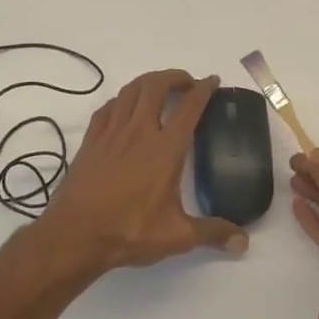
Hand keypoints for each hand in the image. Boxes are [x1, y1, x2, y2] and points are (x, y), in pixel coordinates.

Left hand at [39, 69, 247, 274]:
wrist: (75, 235)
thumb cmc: (129, 232)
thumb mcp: (177, 236)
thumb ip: (212, 233)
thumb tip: (243, 242)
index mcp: (166, 149)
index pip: (189, 108)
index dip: (203, 90)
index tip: (212, 81)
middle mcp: (139, 132)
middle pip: (156, 86)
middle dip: (174, 77)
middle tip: (187, 83)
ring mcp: (111, 133)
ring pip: (130, 91)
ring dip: (148, 82)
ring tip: (159, 88)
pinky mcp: (91, 141)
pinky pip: (107, 108)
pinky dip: (121, 100)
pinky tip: (124, 107)